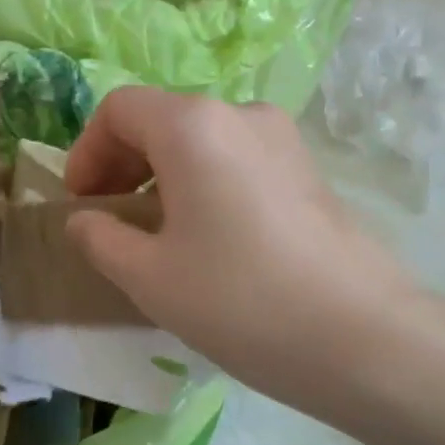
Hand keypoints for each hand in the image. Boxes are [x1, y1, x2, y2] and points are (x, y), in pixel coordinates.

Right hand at [64, 88, 416, 411]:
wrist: (361, 335)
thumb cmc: (240, 300)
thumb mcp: (150, 278)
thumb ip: (101, 239)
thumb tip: (84, 220)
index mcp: (193, 125)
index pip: (119, 109)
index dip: (87, 152)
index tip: (83, 204)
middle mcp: (241, 113)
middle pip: (163, 119)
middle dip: (124, 163)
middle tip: (111, 220)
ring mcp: (284, 138)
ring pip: (203, 140)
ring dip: (166, 175)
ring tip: (158, 234)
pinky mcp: (309, 168)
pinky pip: (239, 159)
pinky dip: (207, 182)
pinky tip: (211, 237)